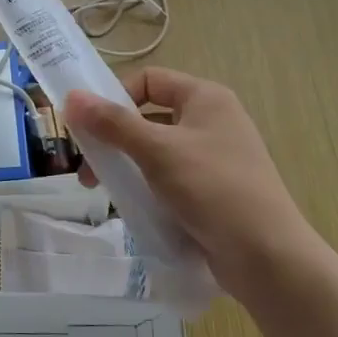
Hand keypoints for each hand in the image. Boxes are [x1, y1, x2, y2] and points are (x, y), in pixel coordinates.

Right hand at [65, 68, 322, 298]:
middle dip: (113, 138)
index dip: (115, 96)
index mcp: (205, 98)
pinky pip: (169, 177)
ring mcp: (214, 157)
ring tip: (103, 191)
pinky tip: (131, 207)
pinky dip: (147, 186)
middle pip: (148, 116)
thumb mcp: (157, 150)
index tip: (89, 126)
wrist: (266, 256)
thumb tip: (71, 98)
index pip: (149, 80)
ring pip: (156, 150)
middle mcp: (212, 120)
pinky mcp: (213, 190)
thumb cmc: (212, 188)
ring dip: (126, 165)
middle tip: (87, 168)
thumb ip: (112, 123)